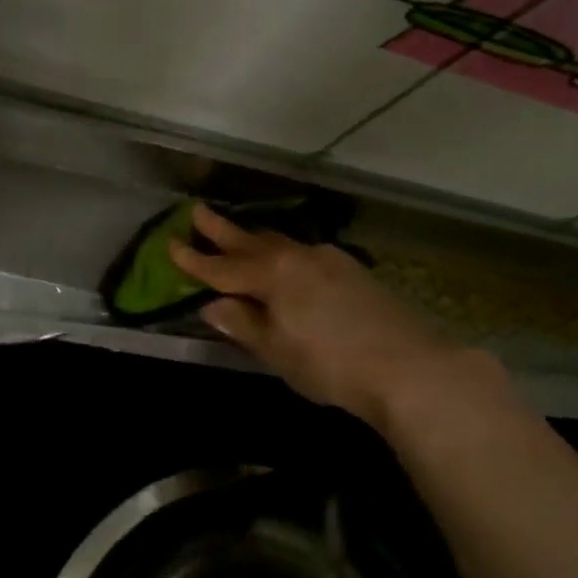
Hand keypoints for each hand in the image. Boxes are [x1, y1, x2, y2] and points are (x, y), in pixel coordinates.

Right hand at [168, 203, 464, 434]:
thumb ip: (244, 324)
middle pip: (251, 241)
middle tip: (197, 211)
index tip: (171, 245)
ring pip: (281, 243)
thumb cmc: (329, 364)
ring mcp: (329, 260)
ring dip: (256, 239)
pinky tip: (290, 264)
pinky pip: (306, 253)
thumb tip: (214, 305)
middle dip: (222, 230)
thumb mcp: (277, 350)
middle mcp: (298, 257)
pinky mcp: (353, 270)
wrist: (407, 365)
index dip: (195, 260)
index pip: (223, 267)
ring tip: (240, 237)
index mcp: (272, 275)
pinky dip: (286, 254)